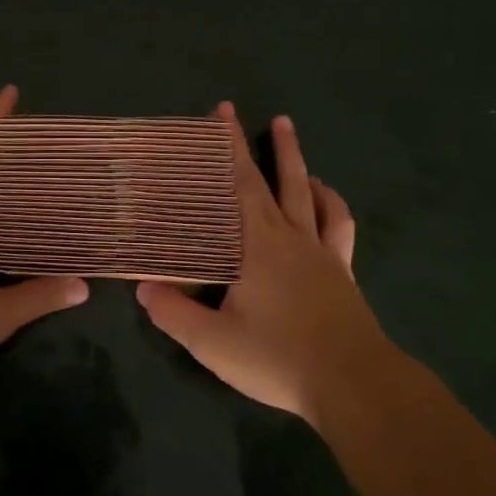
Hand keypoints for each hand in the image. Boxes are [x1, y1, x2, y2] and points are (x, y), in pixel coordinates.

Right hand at [136, 104, 390, 423]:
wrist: (353, 383)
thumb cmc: (278, 358)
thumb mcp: (213, 343)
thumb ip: (175, 314)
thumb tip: (143, 286)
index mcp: (257, 246)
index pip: (240, 185)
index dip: (228, 148)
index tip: (221, 113)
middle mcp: (291, 237)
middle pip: (274, 179)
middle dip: (257, 143)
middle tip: (239, 112)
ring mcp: (322, 252)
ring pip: (310, 193)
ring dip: (297, 162)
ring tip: (287, 137)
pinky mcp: (342, 271)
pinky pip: (337, 226)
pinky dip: (330, 203)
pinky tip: (323, 198)